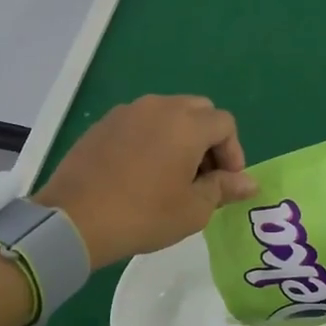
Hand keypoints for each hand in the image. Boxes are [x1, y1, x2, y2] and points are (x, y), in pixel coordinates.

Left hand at [35, 95, 258, 269]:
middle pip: (198, 110)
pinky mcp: (103, 123)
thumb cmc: (143, 215)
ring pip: (167, 113)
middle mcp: (159, 107)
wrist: (75, 218)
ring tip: (171, 174)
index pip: (225, 124)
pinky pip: (139, 122)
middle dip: (208, 139)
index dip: (233, 152)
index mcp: (187, 124)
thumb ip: (224, 188)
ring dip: (179, 136)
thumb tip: (250, 182)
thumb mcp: (193, 209)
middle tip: (202, 176)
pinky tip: (140, 171)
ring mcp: (127, 112)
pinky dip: (151, 138)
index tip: (225, 183)